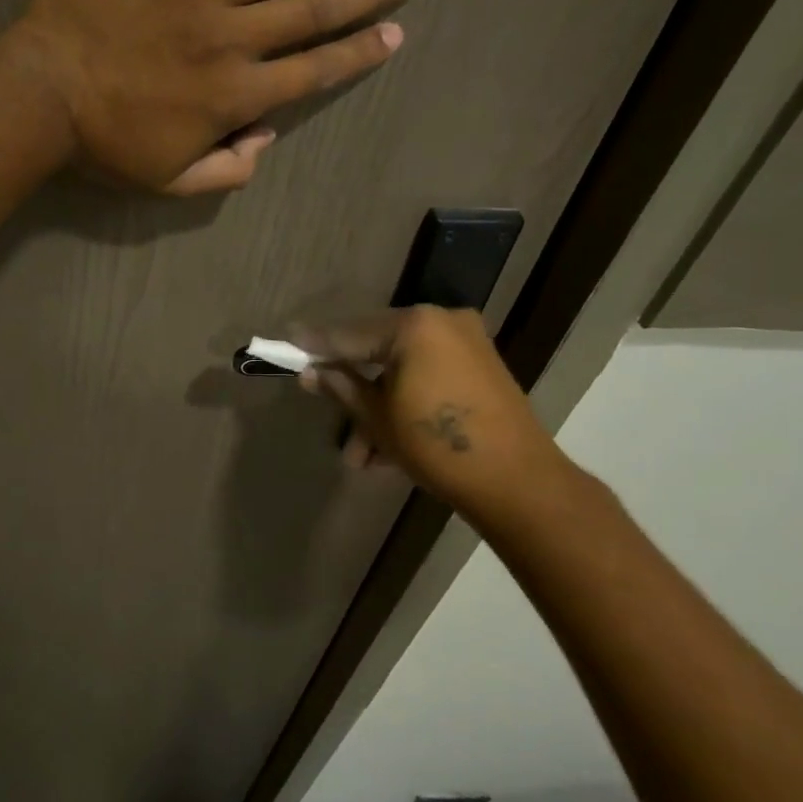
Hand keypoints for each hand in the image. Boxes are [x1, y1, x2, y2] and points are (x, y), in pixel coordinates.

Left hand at [0, 0, 425, 194]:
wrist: (40, 95)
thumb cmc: (104, 146)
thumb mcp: (169, 182)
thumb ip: (226, 169)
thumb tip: (265, 138)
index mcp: (235, 96)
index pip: (313, 70)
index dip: (358, 52)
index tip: (395, 32)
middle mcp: (232, 38)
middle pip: (314, 8)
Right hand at [294, 308, 575, 530]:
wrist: (516, 480)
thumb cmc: (435, 445)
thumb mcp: (376, 417)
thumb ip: (340, 386)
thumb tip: (309, 372)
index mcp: (413, 326)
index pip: (349, 334)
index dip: (315, 344)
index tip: (286, 341)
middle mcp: (440, 321)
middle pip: (376, 348)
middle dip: (350, 385)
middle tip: (323, 407)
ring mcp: (465, 341)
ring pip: (401, 368)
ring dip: (377, 406)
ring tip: (360, 456)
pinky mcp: (479, 364)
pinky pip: (426, 374)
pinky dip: (404, 400)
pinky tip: (386, 447)